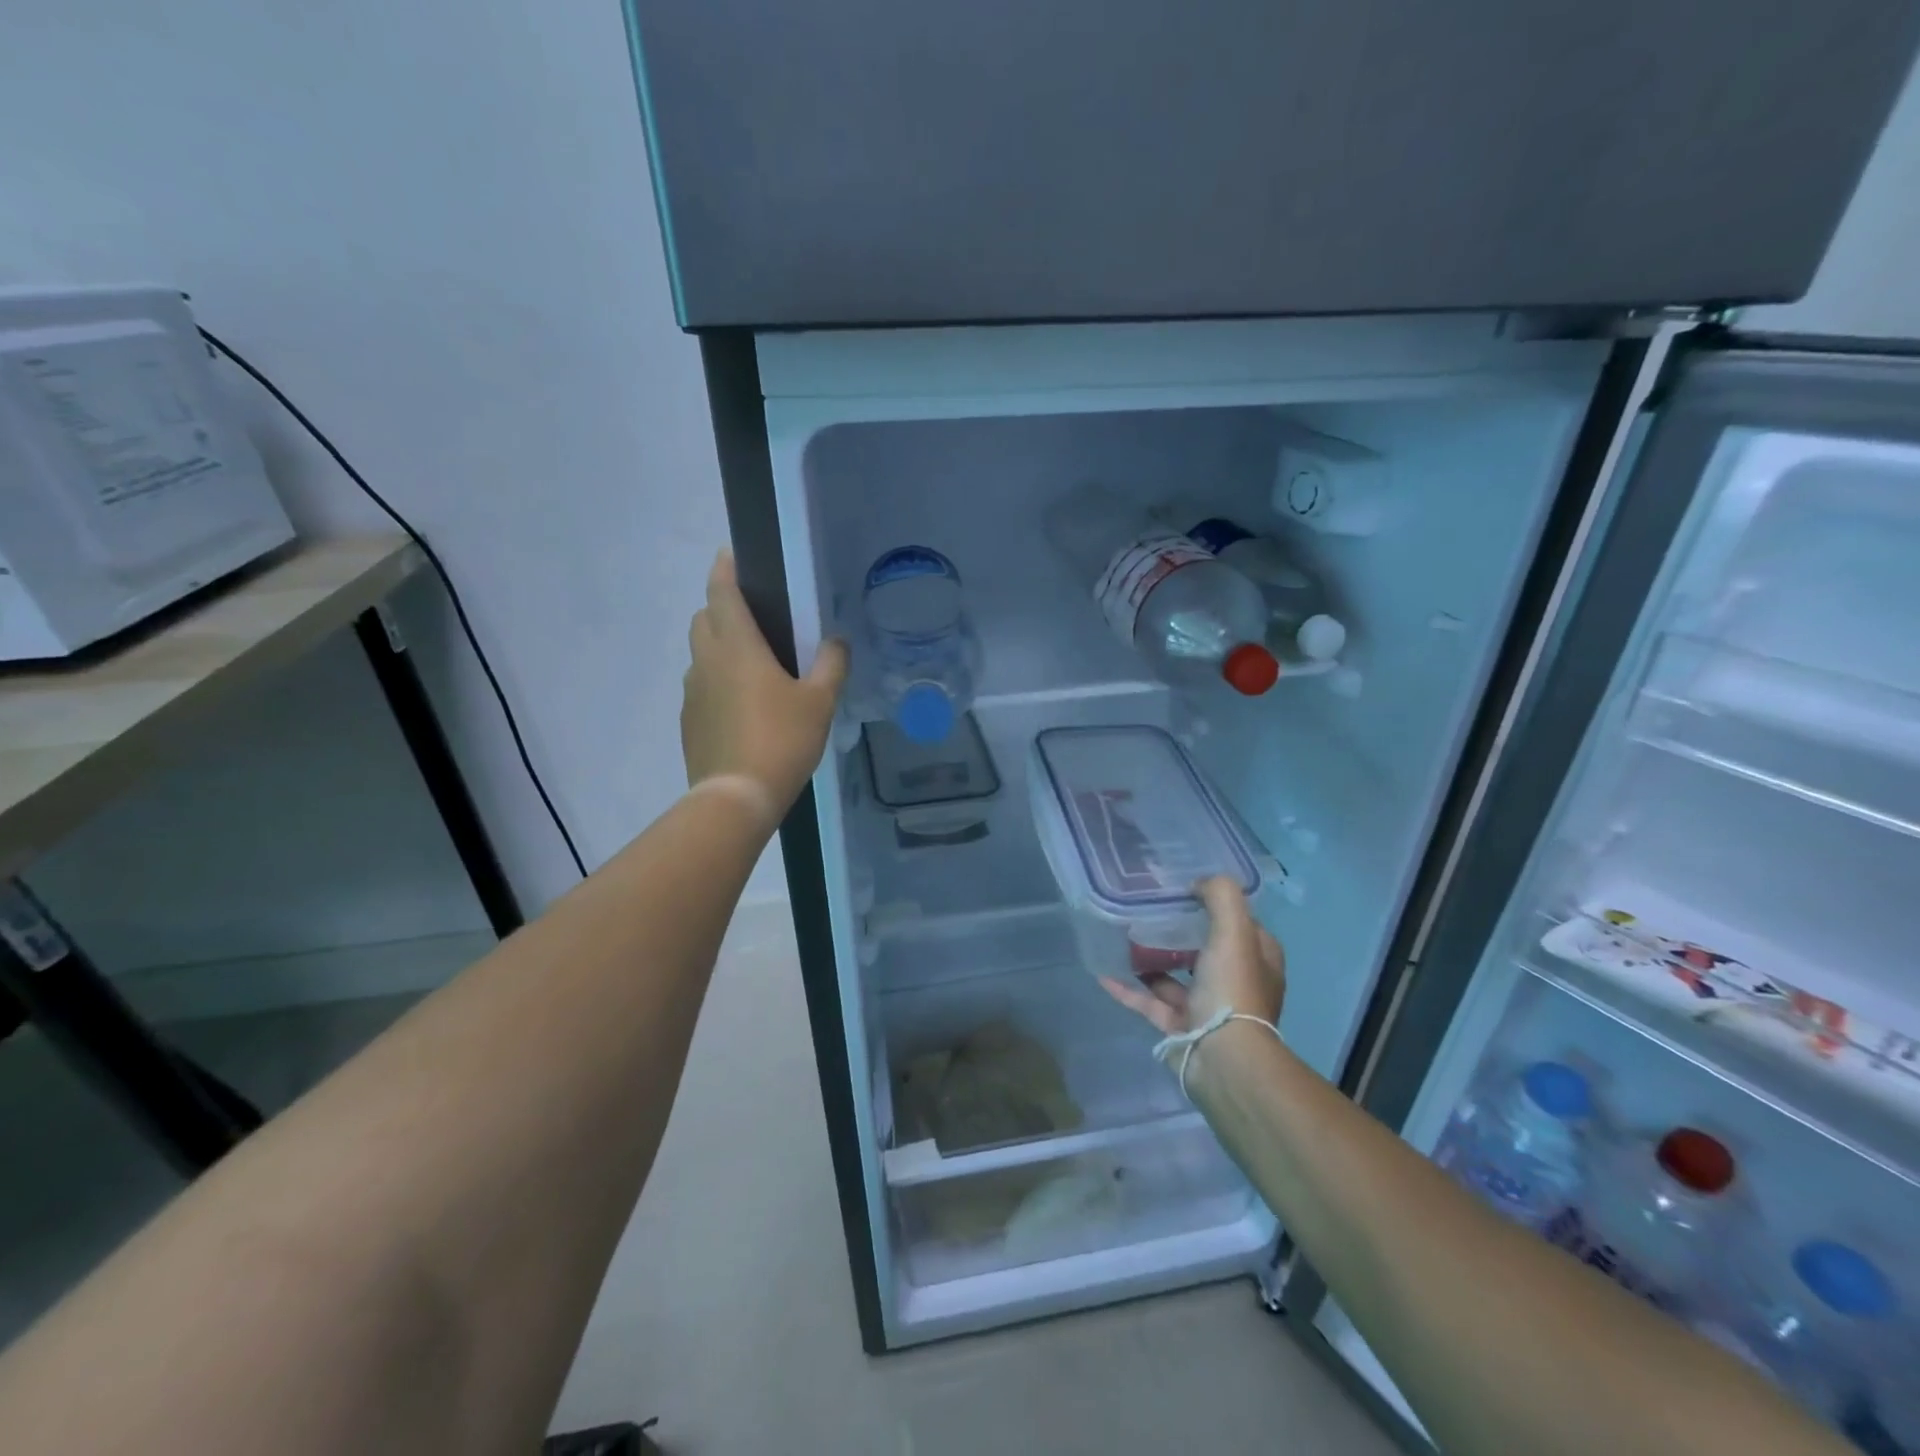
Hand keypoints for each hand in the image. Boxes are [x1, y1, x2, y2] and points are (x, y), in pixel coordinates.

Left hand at [682, 550, 848, 813]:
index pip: (722, 593)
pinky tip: (742, 708)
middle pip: (704, 619)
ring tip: (752, 667)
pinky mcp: (689, 721)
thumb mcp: (820, 702)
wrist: (736, 797)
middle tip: (753, 618)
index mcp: (737, 647)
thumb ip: (831, 665)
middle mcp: (707, 661)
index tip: (730, 555)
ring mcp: (692, 693)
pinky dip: (716, 682)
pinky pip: (701, 687)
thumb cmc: (782, 740)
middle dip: (721, 608)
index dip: (724, 569)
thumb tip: (836, 641)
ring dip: (718, 648)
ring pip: (700, 655)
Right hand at [1098, 877, 1285, 1035]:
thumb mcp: (1234, 930)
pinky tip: (1104, 974)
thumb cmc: (1232, 988)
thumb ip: (1221, 896)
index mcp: (1257, 960)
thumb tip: (1199, 884)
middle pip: (1206, 950)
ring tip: (1125, 937)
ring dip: (1153, 960)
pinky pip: (1149, 1002)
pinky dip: (1129, 989)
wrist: (1222, 1057)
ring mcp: (1207, 1008)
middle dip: (1181, 932)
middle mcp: (1235, 983)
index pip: (1242, 926)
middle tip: (1151, 910)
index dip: (1219, 907)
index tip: (1188, 890)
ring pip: (1175, 977)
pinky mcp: (1179, 1028)